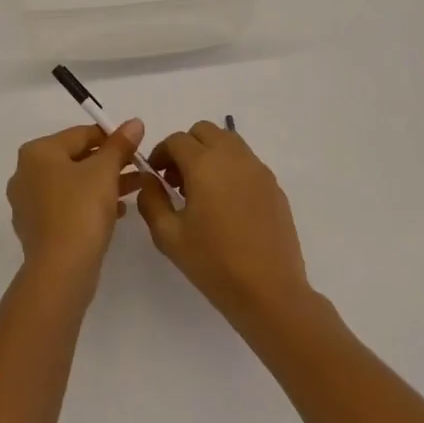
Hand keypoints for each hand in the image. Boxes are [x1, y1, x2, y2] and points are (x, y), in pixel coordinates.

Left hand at [7, 120, 145, 279]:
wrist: (61, 270)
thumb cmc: (81, 209)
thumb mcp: (105, 171)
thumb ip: (120, 144)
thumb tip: (135, 122)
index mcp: (37, 152)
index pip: (80, 134)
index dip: (111, 138)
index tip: (136, 147)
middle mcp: (25, 173)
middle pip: (75, 158)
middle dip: (108, 163)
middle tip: (138, 168)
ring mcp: (28, 203)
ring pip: (72, 184)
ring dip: (103, 184)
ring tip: (134, 189)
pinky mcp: (36, 229)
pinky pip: (66, 207)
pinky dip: (89, 204)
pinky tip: (116, 212)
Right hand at [136, 121, 310, 323]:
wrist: (269, 291)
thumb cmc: (214, 263)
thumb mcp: (169, 236)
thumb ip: (151, 201)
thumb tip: (149, 181)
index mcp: (205, 164)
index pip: (176, 140)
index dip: (160, 153)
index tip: (155, 175)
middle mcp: (233, 157)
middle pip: (205, 131)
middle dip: (186, 147)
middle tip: (177, 179)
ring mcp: (258, 169)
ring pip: (229, 142)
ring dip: (210, 154)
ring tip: (202, 190)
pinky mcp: (274, 186)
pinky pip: (246, 162)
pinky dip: (230, 168)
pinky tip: (227, 204)